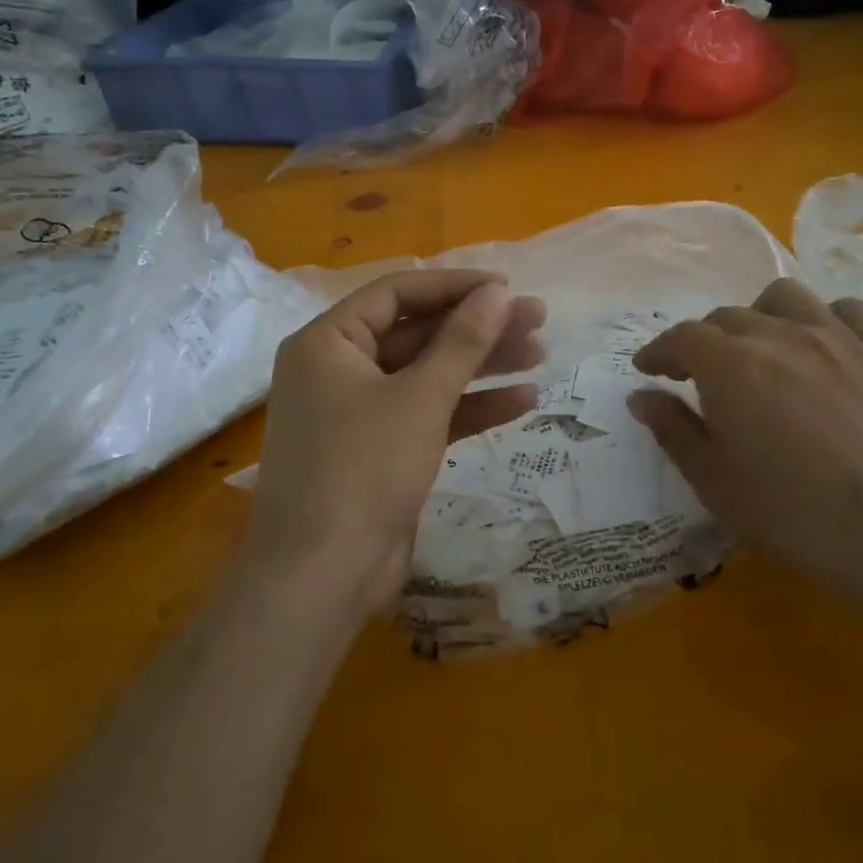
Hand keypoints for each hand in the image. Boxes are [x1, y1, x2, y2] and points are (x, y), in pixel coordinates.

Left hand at [246, 270, 545, 616]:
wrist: (322, 576)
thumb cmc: (363, 469)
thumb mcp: (419, 398)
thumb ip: (462, 341)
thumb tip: (499, 292)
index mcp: (328, 342)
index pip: (396, 292)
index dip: (454, 285)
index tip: (506, 287)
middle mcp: (339, 369)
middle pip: (417, 332)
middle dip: (477, 327)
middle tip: (537, 319)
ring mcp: (360, 412)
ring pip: (428, 374)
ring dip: (481, 365)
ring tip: (540, 353)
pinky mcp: (381, 449)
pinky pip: (428, 414)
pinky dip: (469, 407)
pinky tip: (523, 401)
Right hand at [628, 280, 862, 612]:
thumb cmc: (792, 514)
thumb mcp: (713, 481)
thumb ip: (673, 430)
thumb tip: (642, 397)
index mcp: (731, 364)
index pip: (683, 338)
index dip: (659, 351)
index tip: (647, 370)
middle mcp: (778, 335)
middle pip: (727, 318)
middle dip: (701, 342)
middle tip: (693, 378)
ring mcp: (833, 340)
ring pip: (782, 299)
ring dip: (756, 317)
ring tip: (754, 352)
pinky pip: (843, 312)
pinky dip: (821, 320)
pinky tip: (816, 351)